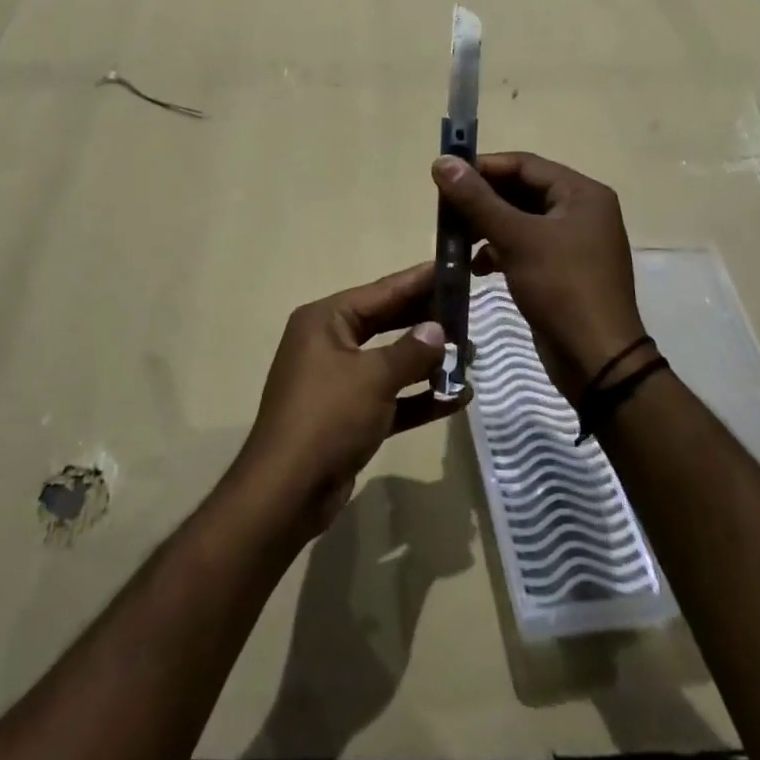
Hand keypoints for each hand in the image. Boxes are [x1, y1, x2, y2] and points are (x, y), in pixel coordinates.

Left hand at [235, 262, 465, 534]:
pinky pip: (390, 397)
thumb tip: (438, 329)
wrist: (288, 491)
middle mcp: (329, 343)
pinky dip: (418, 397)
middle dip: (427, 321)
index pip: (381, 291)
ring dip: (428, 361)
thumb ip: (410, 351)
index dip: (418, 281)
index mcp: (325, 321)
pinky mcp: (349, 416)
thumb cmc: (328, 417)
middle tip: (469, 311)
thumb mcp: (373, 378)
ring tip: (471, 355)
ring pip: (391, 361)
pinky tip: (457, 397)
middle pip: (386, 322)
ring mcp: (338, 381)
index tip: (452, 268)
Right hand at [432, 152, 647, 398]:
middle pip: (521, 191)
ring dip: (486, 227)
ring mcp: (573, 243)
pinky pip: (524, 247)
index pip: (524, 164)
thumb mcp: (517, 239)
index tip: (444, 177)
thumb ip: (477, 199)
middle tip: (444, 210)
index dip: (483, 167)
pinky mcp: (562, 271)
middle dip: (482, 200)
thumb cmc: (561, 288)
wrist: (597, 361)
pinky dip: (499, 251)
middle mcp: (581, 211)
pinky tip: (475, 266)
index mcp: (581, 194)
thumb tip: (442, 162)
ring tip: (454, 239)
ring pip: (520, 221)